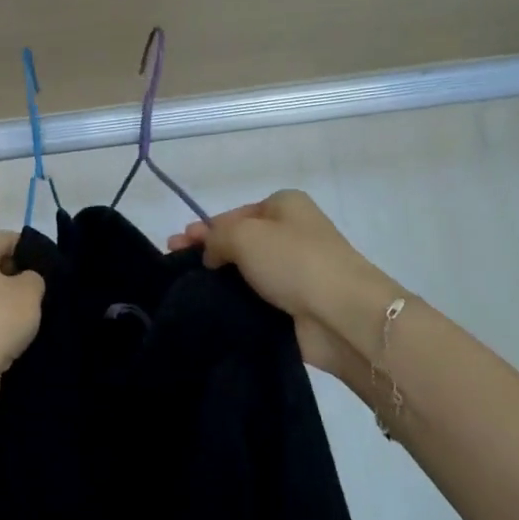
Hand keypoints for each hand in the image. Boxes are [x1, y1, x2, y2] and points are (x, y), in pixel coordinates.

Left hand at [0, 232, 44, 444]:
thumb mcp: (29, 291)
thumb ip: (36, 277)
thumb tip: (28, 281)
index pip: (9, 239)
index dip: (34, 250)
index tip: (57, 268)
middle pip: (0, 268)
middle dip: (25, 279)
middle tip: (53, 293)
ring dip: (16, 308)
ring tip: (44, 317)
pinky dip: (6, 330)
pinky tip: (26, 339)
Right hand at [169, 190, 400, 396]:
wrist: (342, 314)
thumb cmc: (294, 261)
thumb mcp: (244, 235)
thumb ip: (217, 237)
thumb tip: (212, 254)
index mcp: (285, 205)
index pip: (236, 214)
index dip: (206, 227)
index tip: (179, 244)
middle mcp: (293, 233)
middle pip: (241, 241)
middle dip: (209, 251)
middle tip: (176, 263)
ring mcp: (298, 271)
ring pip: (249, 272)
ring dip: (222, 278)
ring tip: (189, 289)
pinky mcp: (298, 305)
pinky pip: (259, 299)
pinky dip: (239, 301)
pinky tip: (214, 308)